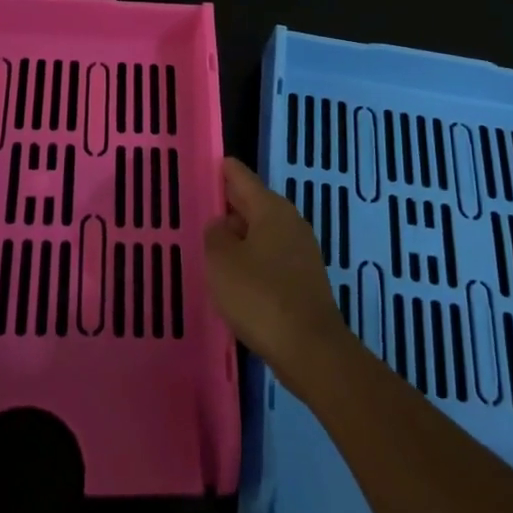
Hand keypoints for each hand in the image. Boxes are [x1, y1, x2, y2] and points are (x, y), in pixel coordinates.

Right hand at [203, 158, 348, 385]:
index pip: (242, 177)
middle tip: (201, 204)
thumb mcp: (222, 261)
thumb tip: (222, 225)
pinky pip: (271, 256)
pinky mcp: (304, 279)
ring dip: (240, 234)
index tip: (207, 164)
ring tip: (212, 242)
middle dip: (230, 203)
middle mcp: (290, 222)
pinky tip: (235, 274)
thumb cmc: (260, 296)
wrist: (310, 349)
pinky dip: (252, 257)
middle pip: (254, 203)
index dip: (223, 170)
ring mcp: (301, 251)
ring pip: (263, 231)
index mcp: (271, 209)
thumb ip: (215, 235)